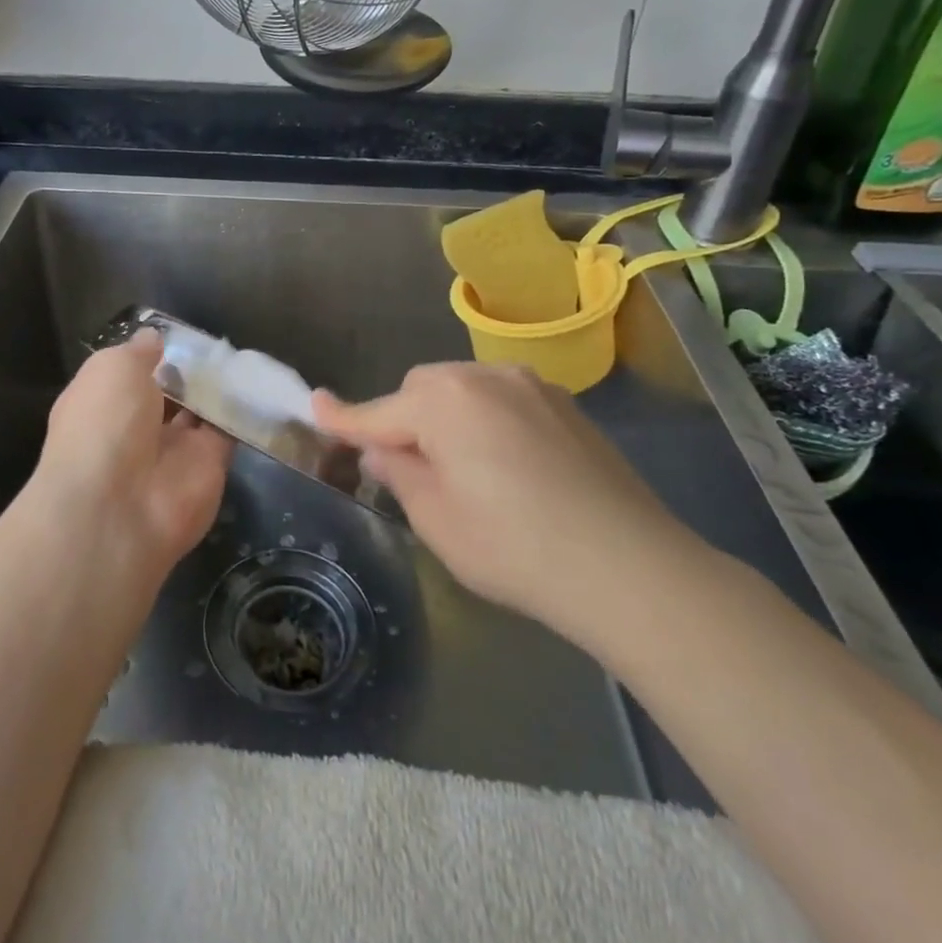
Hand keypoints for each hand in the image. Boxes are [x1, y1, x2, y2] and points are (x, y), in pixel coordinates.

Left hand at [33, 331, 231, 571]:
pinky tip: (259, 382)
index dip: (153, 353)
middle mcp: (136, 425)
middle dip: (190, 368)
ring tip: (243, 355)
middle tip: (219, 342)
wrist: (120, 508)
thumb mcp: (113, 368)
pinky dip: (244, 410)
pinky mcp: (210, 464)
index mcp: (103, 401)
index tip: (179, 334)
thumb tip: (154, 338)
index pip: (130, 373)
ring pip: (201, 409)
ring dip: (218, 387)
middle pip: (170, 390)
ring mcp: (174, 447)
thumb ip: (138, 351)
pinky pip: (229, 430)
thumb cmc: (104, 424)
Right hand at [313, 363, 703, 653]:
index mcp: (443, 401)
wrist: (628, 566)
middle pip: (422, 390)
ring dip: (447, 418)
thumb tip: (383, 450)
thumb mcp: (436, 519)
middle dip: (405, 420)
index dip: (342, 416)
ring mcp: (530, 386)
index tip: (314, 405)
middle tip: (409, 469)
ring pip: (463, 390)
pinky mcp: (565, 405)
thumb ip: (399, 473)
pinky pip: (502, 401)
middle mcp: (484, 376)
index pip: (377, 411)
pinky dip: (486, 421)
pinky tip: (506, 467)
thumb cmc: (513, 547)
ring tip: (462, 469)